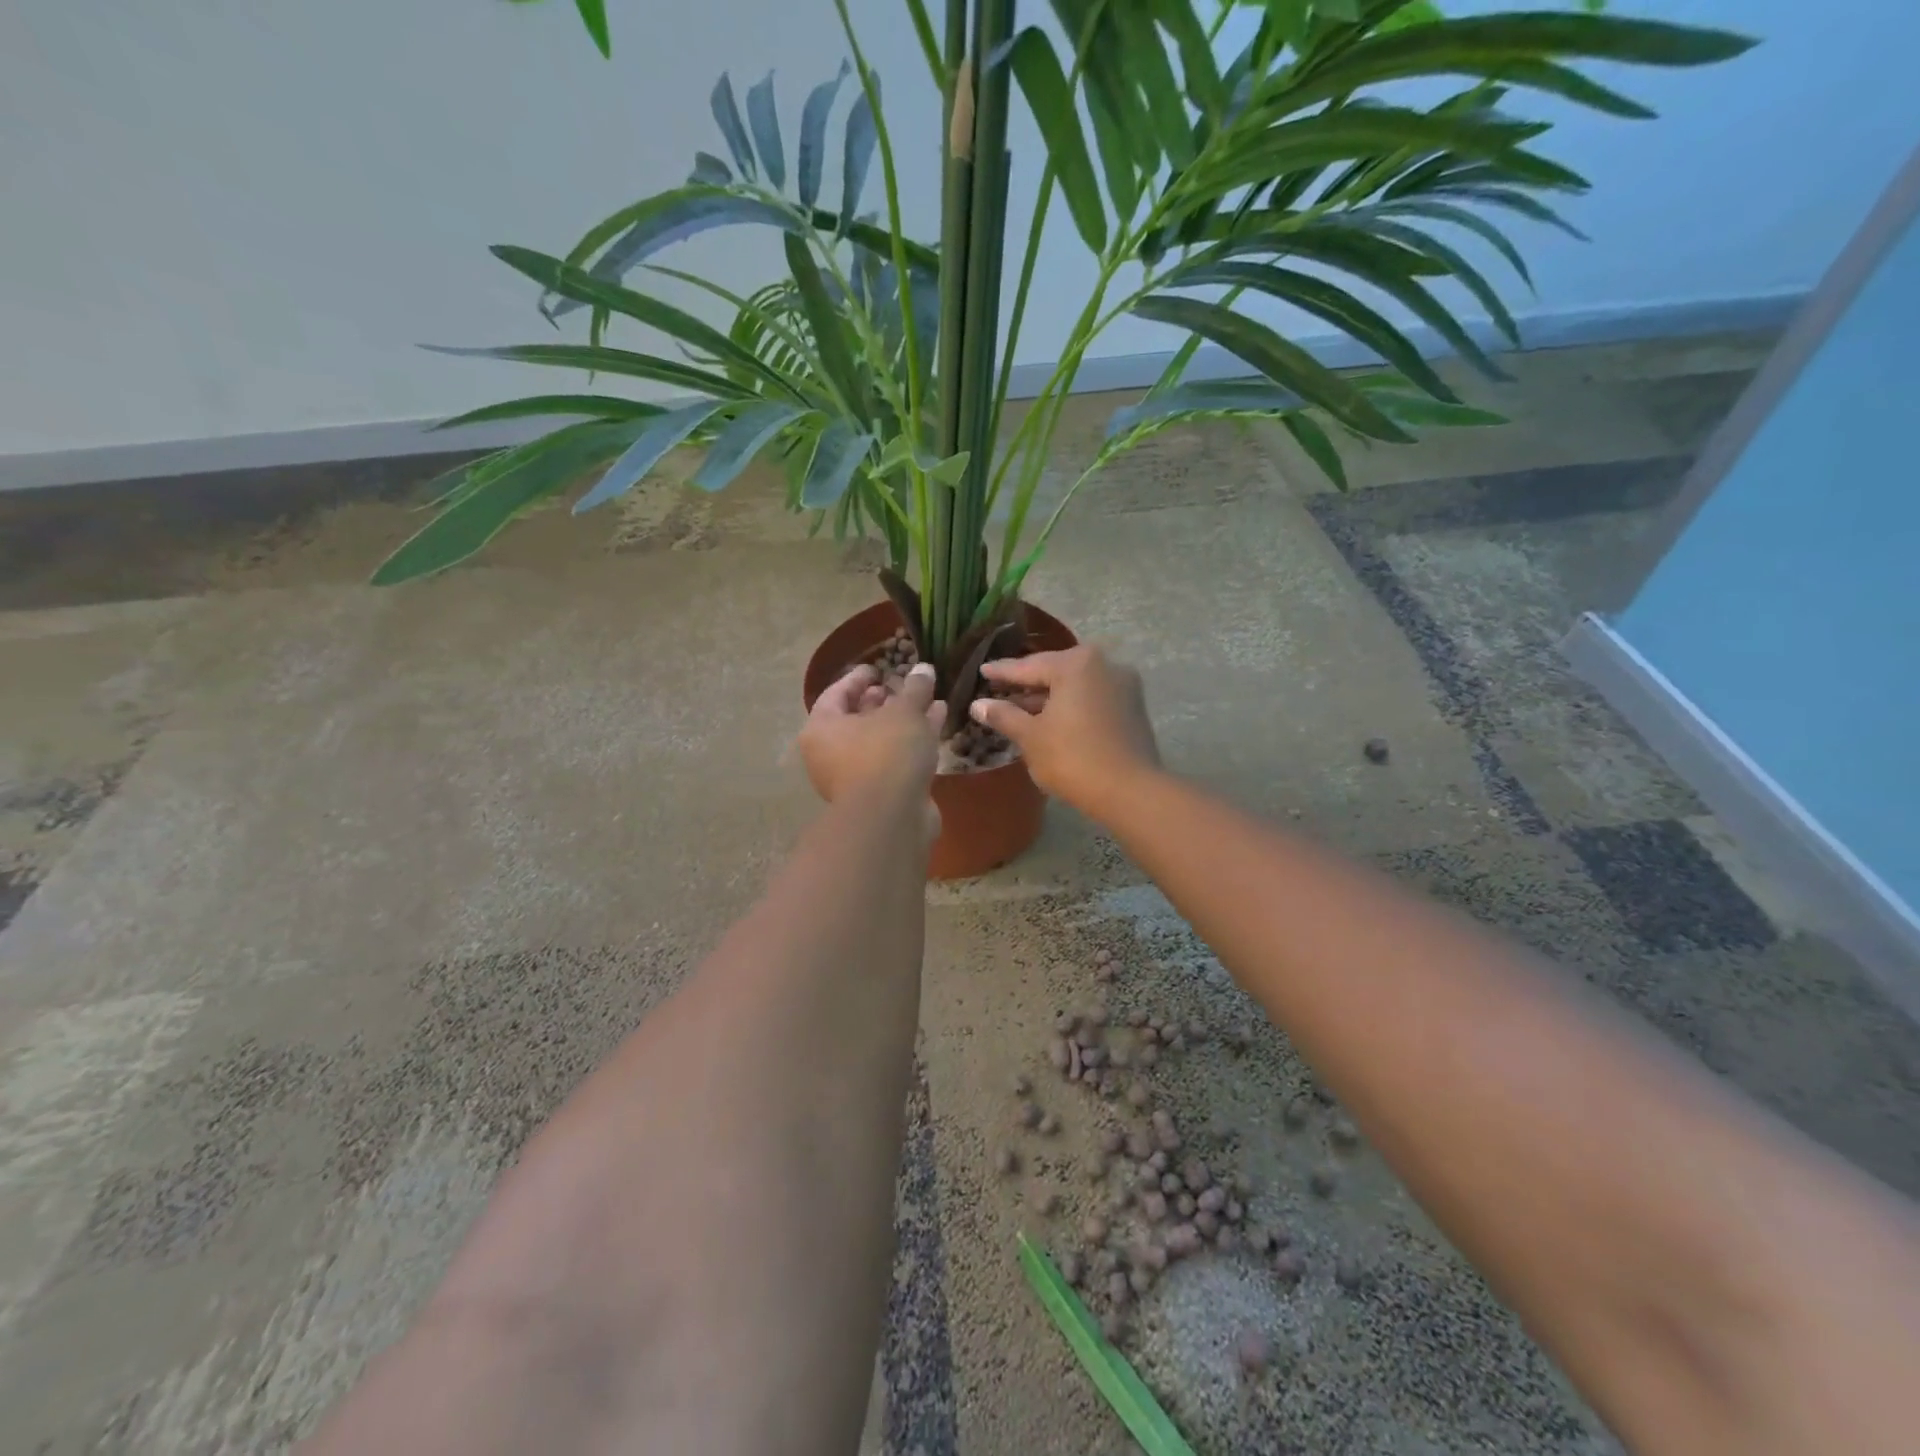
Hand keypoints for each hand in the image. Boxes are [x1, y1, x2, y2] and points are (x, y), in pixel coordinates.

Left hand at [799, 661, 943, 807]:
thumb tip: (924, 669)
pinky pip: (895, 758)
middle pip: (857, 719)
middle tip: (903, 686)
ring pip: (880, 740)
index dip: (858, 678)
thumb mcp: (904, 712)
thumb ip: (914, 688)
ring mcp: (856, 777)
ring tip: (929, 700)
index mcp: (822, 729)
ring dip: (904, 721)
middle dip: (883, 701)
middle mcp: (831, 754)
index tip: (879, 668)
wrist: (893, 818)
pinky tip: (938, 724)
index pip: (836, 694)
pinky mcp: (881, 794)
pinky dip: (913, 741)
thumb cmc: (887, 753)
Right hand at [970, 646, 1159, 816]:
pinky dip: (1071, 707)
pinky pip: (1092, 699)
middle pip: (1055, 672)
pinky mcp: (1133, 707)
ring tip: (1020, 710)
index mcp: (1076, 663)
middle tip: (999, 690)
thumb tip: (978, 705)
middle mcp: (1104, 664)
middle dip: (1027, 684)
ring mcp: (1124, 685)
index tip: (982, 671)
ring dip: (1049, 698)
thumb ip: (1004, 715)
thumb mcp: (1031, 737)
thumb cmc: (1072, 758)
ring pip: (1075, 687)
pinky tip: (1052, 721)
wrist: (1129, 791)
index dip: (1002, 672)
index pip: (1029, 666)